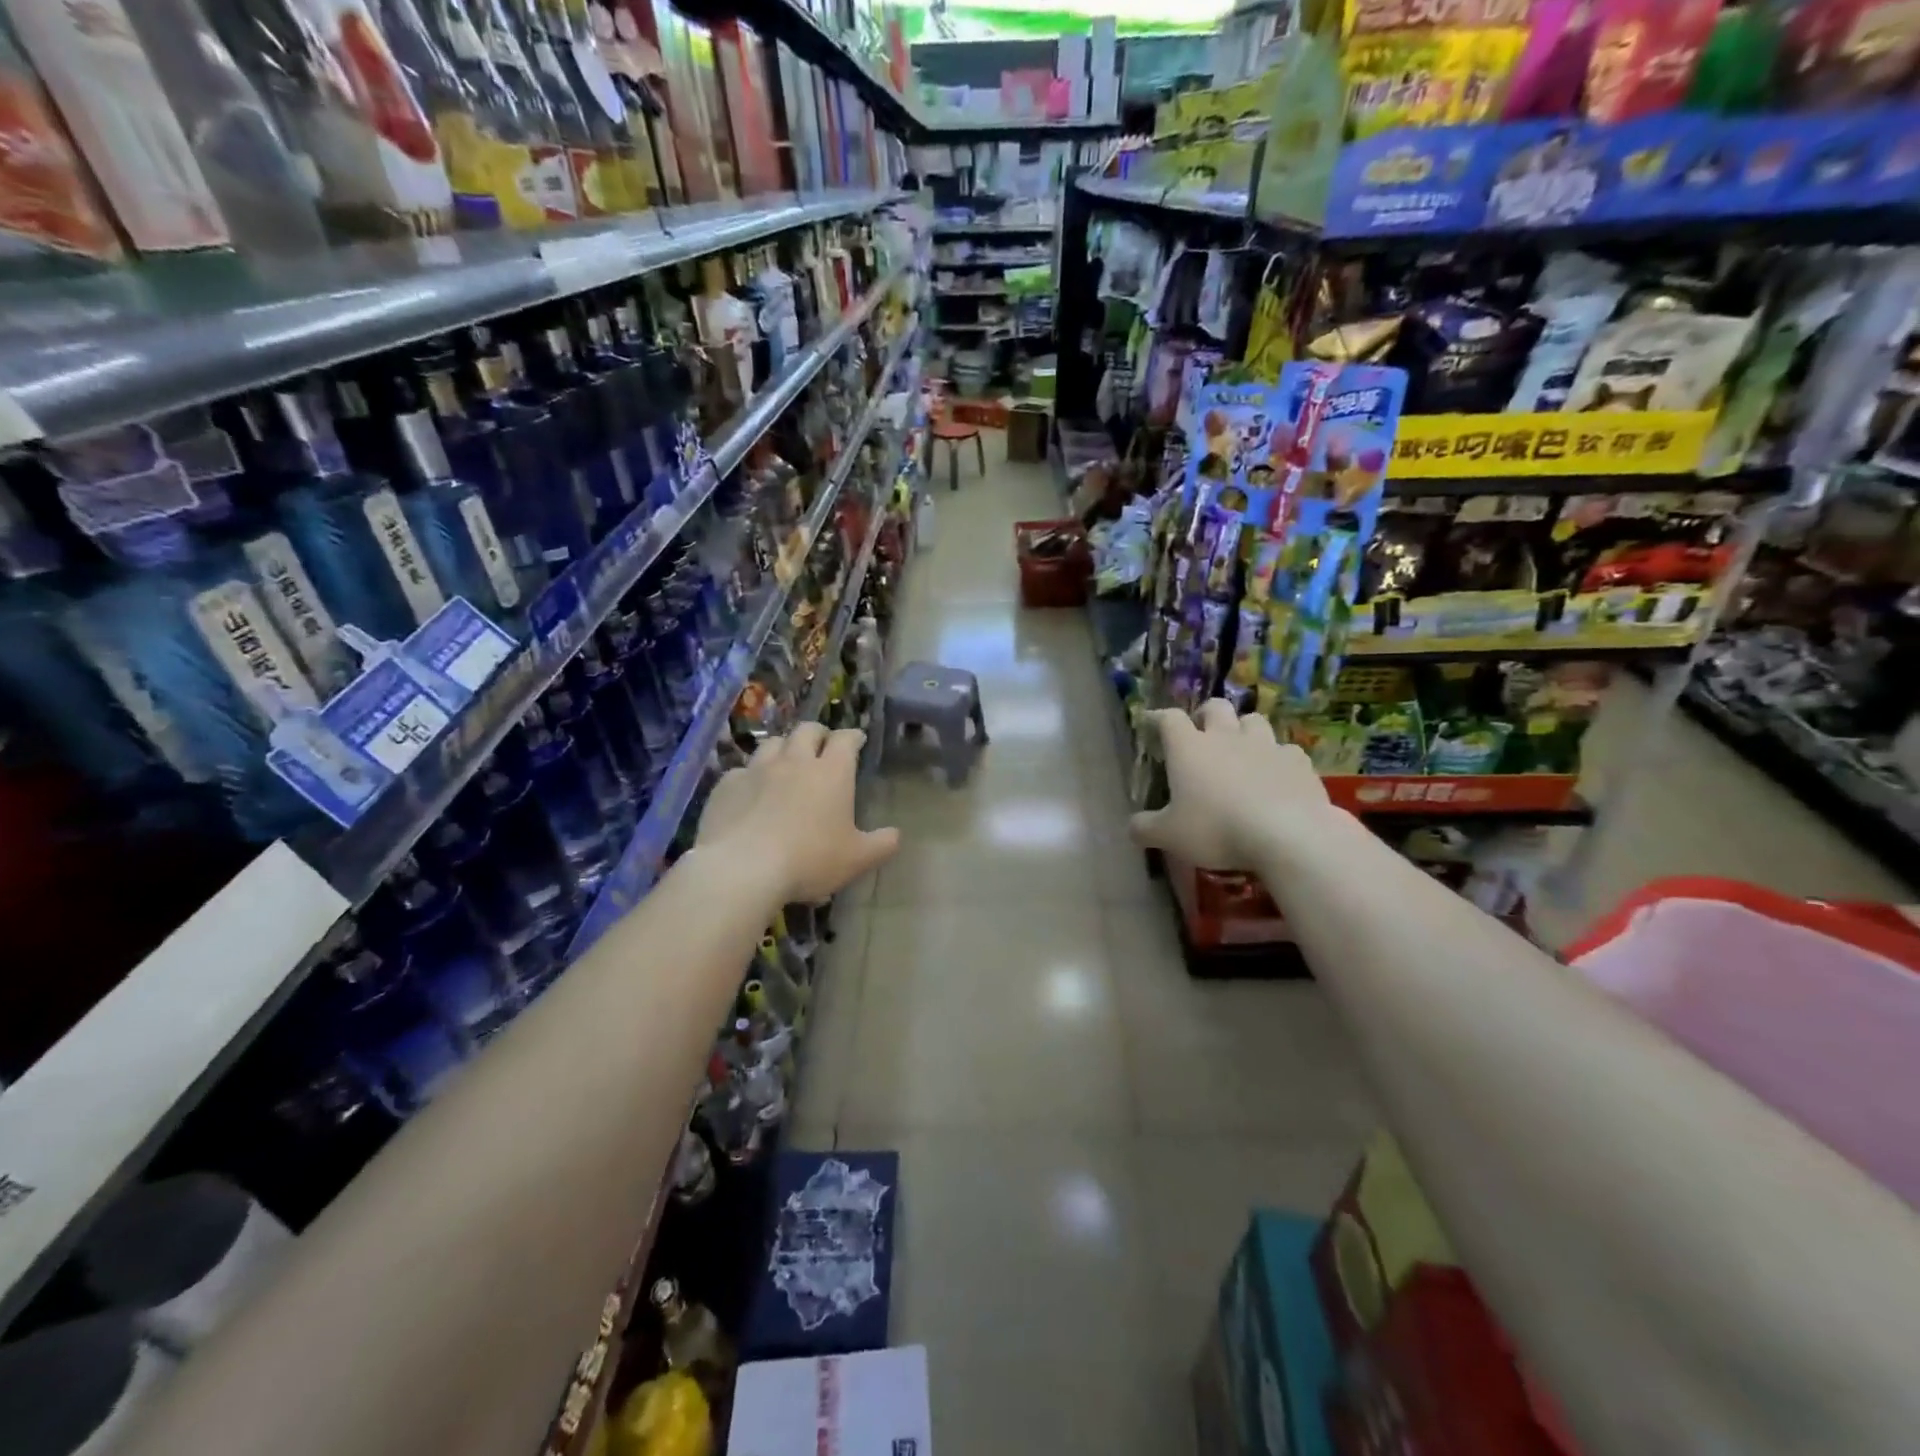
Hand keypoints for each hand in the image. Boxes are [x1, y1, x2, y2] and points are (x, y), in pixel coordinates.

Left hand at [695, 722, 900, 902]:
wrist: (743, 868)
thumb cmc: (809, 860)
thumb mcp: (856, 859)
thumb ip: (881, 844)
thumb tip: (896, 835)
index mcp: (832, 773)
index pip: (846, 739)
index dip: (853, 736)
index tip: (857, 739)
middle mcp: (795, 761)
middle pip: (807, 730)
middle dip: (818, 733)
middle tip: (822, 745)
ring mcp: (758, 769)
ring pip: (773, 743)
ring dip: (784, 747)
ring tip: (786, 761)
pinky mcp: (728, 784)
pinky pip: (742, 769)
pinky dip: (751, 775)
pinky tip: (751, 790)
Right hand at [1129, 699, 1332, 871]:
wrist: (1286, 835)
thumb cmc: (1217, 829)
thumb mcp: (1170, 836)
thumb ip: (1146, 828)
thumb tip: (1132, 827)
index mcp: (1189, 748)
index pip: (1169, 719)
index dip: (1159, 718)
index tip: (1153, 723)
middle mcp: (1226, 737)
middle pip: (1215, 707)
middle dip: (1206, 715)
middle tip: (1202, 732)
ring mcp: (1266, 745)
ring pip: (1254, 720)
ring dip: (1244, 730)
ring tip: (1242, 749)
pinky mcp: (1297, 761)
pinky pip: (1286, 750)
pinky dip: (1278, 758)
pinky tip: (1277, 774)